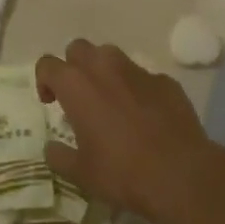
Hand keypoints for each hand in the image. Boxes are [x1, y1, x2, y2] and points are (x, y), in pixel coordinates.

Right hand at [35, 40, 224, 223]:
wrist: (180, 174)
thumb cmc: (122, 172)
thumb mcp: (81, 173)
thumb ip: (60, 156)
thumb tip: (51, 148)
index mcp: (76, 85)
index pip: (48, 64)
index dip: (44, 80)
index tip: (50, 102)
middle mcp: (104, 67)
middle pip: (79, 49)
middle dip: (74, 66)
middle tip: (78, 97)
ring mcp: (137, 71)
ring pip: (111, 56)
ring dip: (104, 72)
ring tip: (110, 101)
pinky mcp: (165, 81)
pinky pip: (143, 77)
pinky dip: (137, 89)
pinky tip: (145, 116)